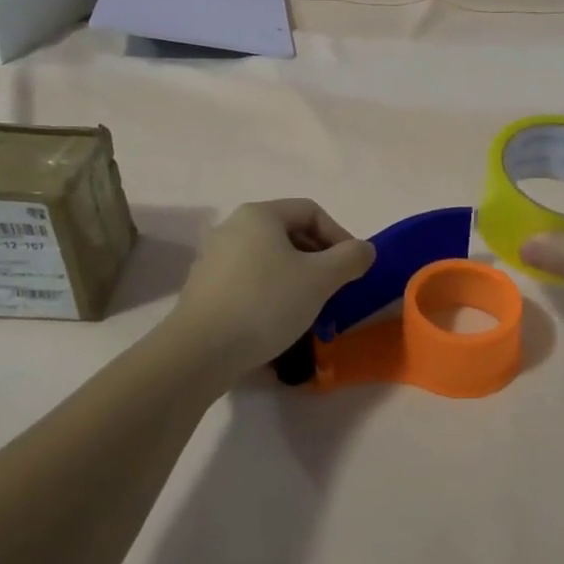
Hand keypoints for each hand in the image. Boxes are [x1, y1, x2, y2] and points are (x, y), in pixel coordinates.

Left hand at [168, 200, 374, 372]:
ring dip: (296, 279)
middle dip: (319, 260)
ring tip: (310, 309)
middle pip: (289, 234)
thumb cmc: (265, 304)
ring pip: (269, 260)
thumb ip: (350, 258)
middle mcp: (232, 227)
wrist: (199, 351)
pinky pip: (248, 282)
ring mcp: (213, 258)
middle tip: (335, 289)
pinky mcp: (204, 289)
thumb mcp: (320, 279)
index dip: (340, 236)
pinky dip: (270, 294)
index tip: (353, 268)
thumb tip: (364, 250)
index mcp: (260, 215)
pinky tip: (278, 322)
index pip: (312, 211)